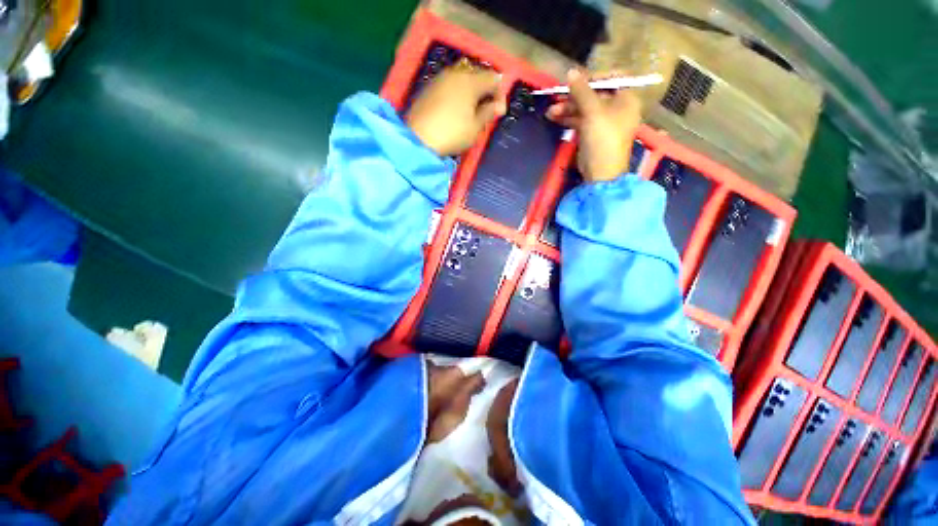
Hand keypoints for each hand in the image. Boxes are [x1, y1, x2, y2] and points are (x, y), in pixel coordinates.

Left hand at [406, 66, 505, 156]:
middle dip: (485, 89)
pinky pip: (449, 84)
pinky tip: (456, 108)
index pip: (493, 78)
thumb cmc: (452, 134)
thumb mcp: (475, 128)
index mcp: (470, 82)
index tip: (499, 111)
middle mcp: (455, 74)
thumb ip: (488, 113)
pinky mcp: (429, 87)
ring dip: (470, 90)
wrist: (419, 139)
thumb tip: (498, 106)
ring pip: (462, 78)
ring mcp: (440, 79)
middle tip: (486, 109)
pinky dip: (457, 92)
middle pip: (477, 74)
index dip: (499, 94)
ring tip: (471, 109)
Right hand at [546, 69, 642, 182]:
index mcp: (626, 99)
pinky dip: (568, 118)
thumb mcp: (593, 112)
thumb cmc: (603, 139)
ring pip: (585, 108)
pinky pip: (580, 120)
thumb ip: (581, 91)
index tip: (576, 82)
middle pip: (595, 94)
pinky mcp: (592, 133)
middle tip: (557, 98)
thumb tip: (570, 71)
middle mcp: (617, 108)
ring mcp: (604, 122)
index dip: (594, 77)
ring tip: (551, 112)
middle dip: (574, 96)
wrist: (601, 173)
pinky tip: (554, 118)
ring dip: (568, 108)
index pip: (612, 78)